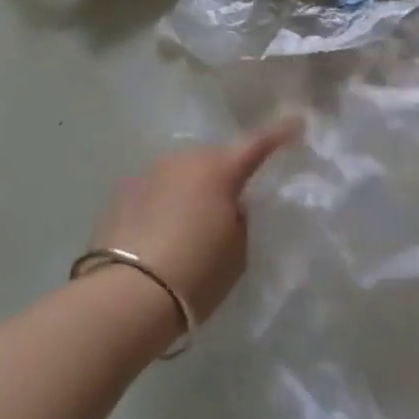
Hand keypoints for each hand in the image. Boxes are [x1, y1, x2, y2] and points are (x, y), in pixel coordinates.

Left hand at [88, 117, 302, 323]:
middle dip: (227, 172)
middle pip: (215, 158)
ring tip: (194, 221)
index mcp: (219, 169)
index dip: (280, 133)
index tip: (296, 122)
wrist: (125, 296)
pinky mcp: (122, 193)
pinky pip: (157, 190)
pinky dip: (166, 202)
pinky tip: (163, 231)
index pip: (258, 143)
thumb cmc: (195, 272)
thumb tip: (233, 203)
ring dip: (194, 187)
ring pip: (183, 172)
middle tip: (235, 200)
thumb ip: (240, 217)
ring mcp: (149, 173)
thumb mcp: (238, 249)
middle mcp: (184, 160)